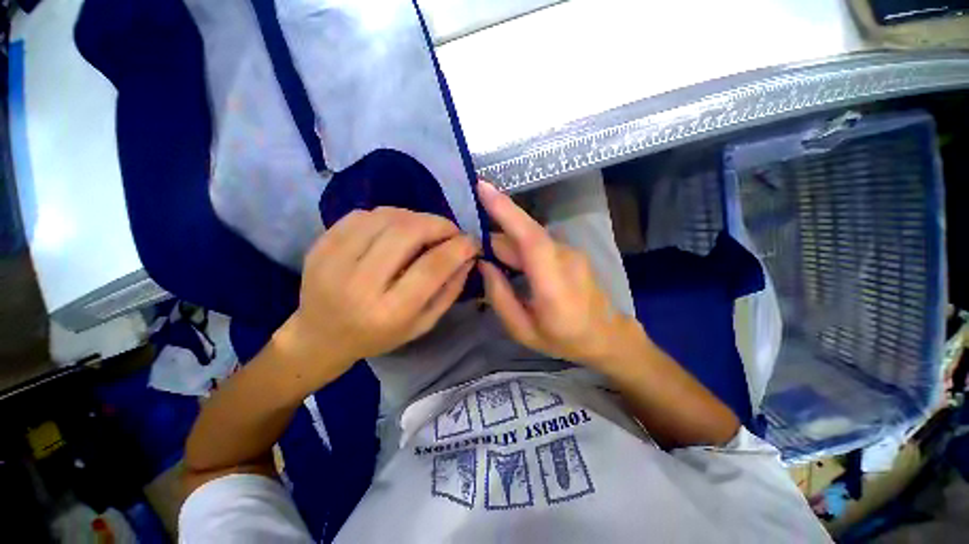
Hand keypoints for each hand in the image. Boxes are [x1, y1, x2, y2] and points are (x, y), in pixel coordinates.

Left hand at [275, 207, 477, 388]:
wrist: (320, 337)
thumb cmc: (379, 336)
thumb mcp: (423, 324)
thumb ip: (450, 290)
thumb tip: (468, 256)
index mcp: (389, 312)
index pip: (432, 267)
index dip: (458, 248)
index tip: (472, 242)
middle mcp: (359, 284)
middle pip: (407, 233)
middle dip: (438, 224)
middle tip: (450, 231)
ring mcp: (333, 261)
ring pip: (386, 217)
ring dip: (415, 217)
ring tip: (425, 229)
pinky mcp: (319, 246)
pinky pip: (362, 215)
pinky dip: (388, 215)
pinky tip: (395, 229)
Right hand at [476, 181, 646, 368]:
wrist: (606, 336)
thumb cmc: (563, 339)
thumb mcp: (523, 330)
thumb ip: (499, 297)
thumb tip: (483, 264)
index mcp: (553, 285)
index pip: (530, 238)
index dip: (506, 211)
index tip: (483, 187)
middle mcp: (565, 259)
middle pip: (525, 234)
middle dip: (494, 233)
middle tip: (471, 245)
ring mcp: (571, 252)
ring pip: (530, 236)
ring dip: (505, 241)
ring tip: (486, 254)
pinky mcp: (570, 251)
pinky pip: (538, 242)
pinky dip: (518, 245)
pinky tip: (507, 259)